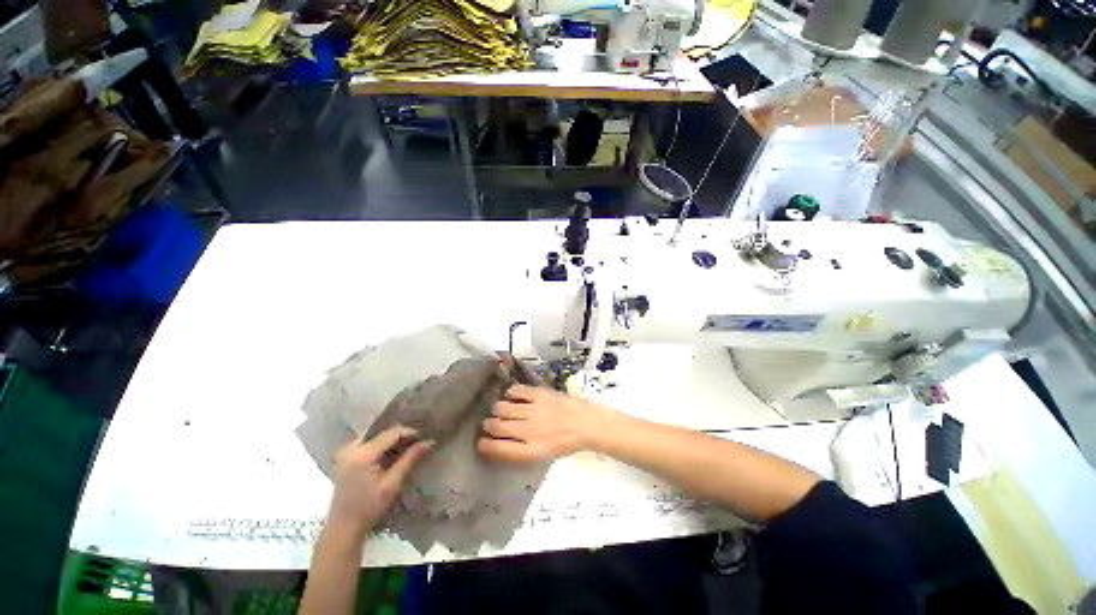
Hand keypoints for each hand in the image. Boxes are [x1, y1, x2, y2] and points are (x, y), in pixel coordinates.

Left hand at [327, 425, 432, 537]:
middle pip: (383, 431)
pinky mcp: (346, 457)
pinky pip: (368, 442)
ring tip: (408, 446)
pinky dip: (382, 444)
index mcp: (362, 454)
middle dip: (402, 434)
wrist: (343, 528)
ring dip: (392, 439)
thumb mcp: (393, 484)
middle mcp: (352, 448)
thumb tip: (429, 441)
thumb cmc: (369, 508)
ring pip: (376, 435)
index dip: (410, 432)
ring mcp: (346, 452)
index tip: (425, 437)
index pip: (392, 433)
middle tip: (418, 441)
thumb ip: (410, 459)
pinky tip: (392, 453)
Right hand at [477, 384, 613, 462]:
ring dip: (498, 409)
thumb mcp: (542, 455)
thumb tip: (498, 444)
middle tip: (489, 424)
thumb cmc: (564, 442)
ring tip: (502, 409)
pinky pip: (515, 391)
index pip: (498, 448)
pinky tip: (512, 396)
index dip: (485, 445)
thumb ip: (519, 451)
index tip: (481, 442)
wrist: (584, 423)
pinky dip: (510, 393)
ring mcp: (533, 410)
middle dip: (488, 425)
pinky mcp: (538, 393)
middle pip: (496, 426)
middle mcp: (528, 430)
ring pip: (502, 407)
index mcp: (530, 450)